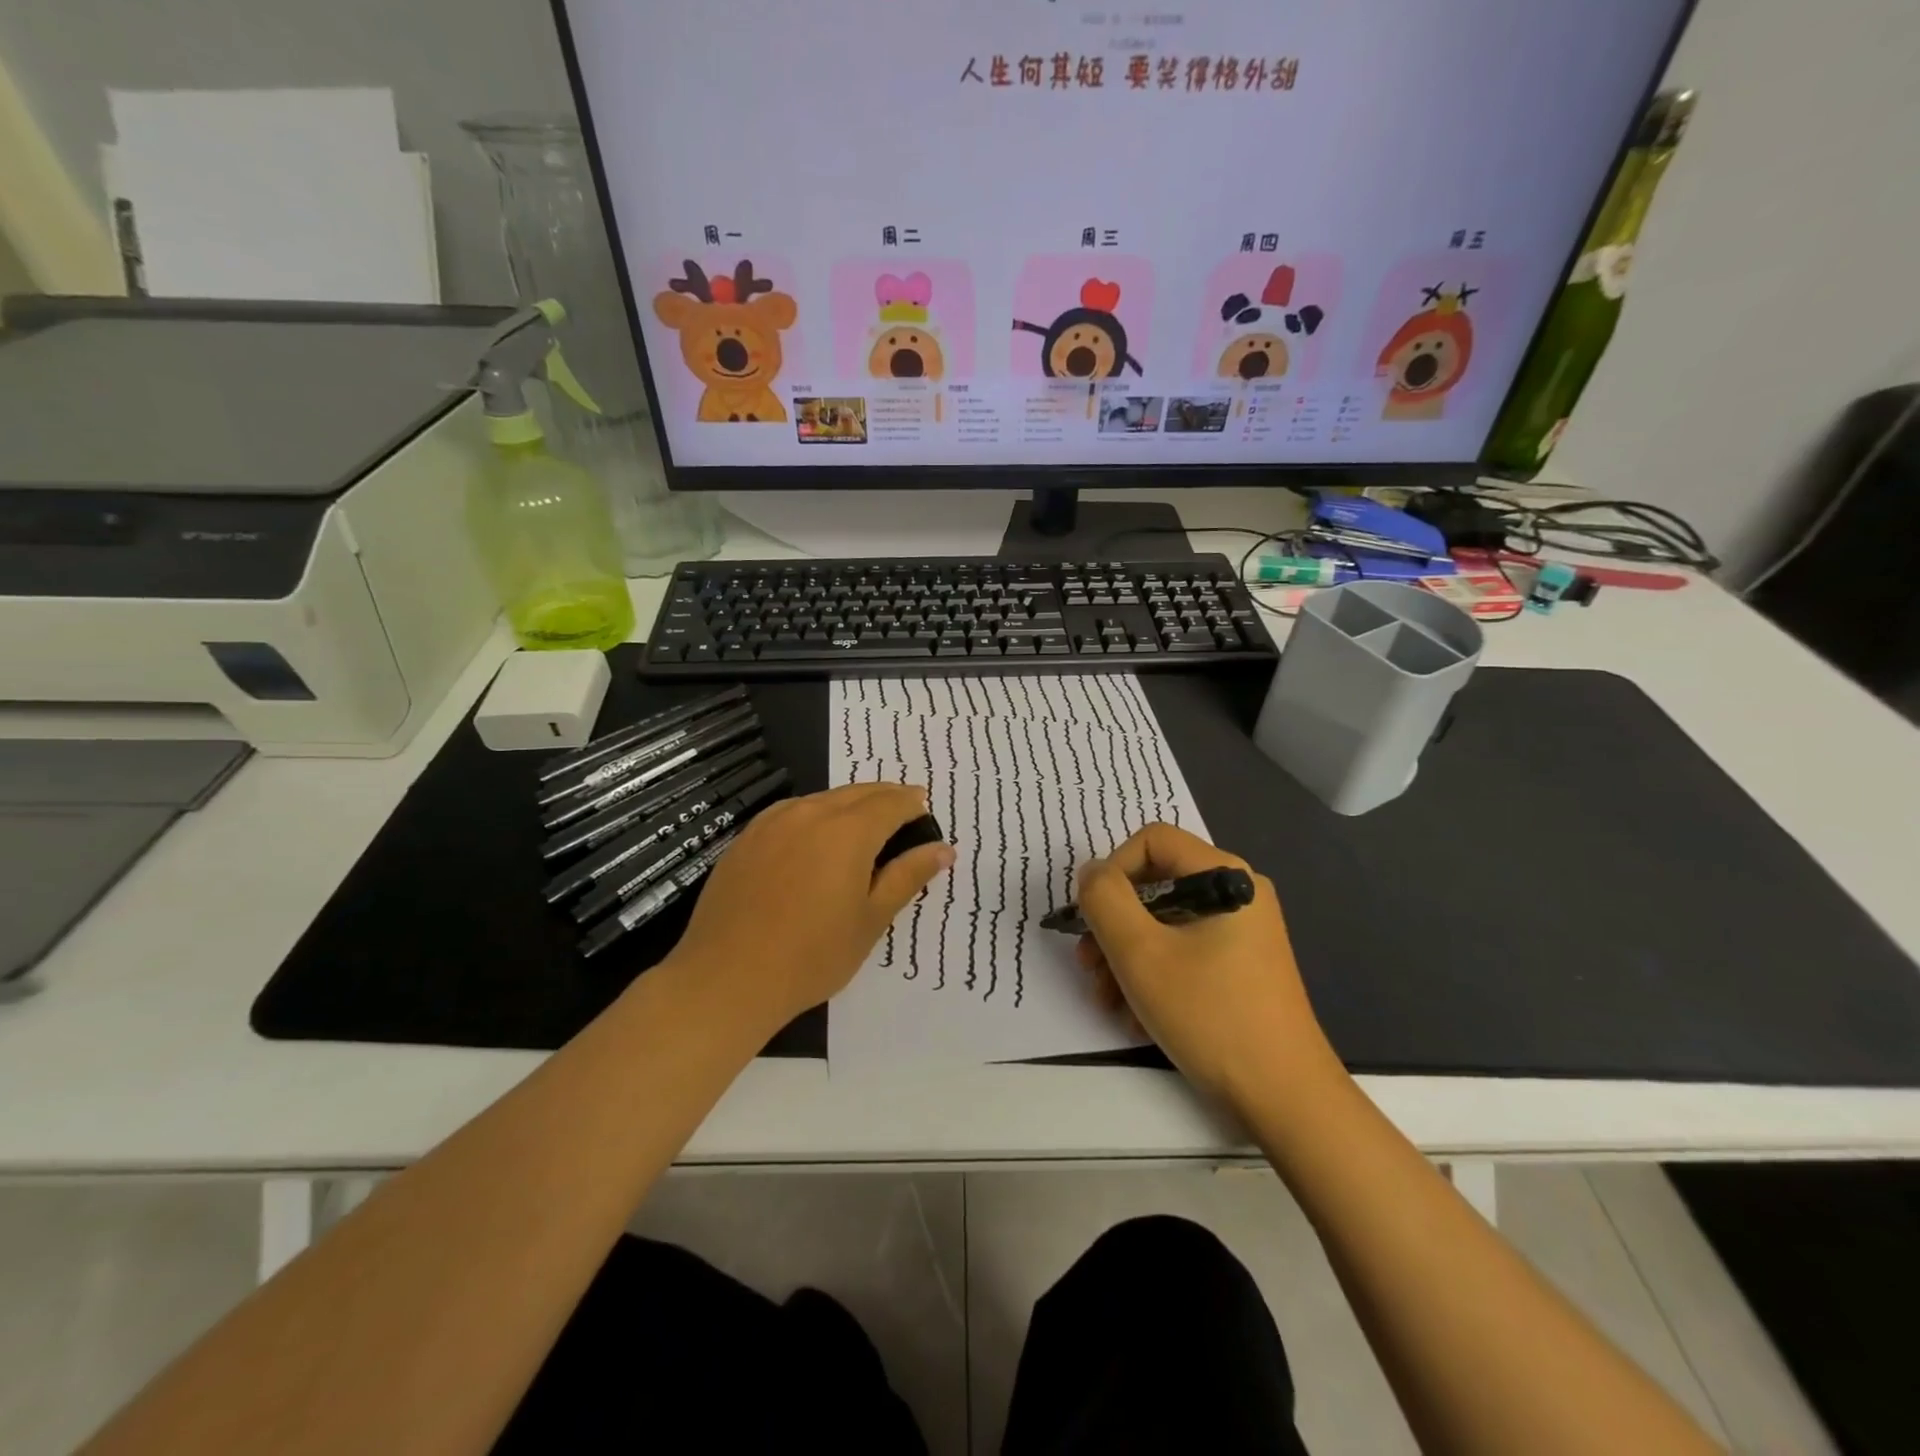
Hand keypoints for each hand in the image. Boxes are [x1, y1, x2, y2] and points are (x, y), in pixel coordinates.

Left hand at [666, 783, 953, 1029]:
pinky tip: (815, 839)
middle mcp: (811, 813)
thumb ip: (908, 876)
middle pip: (859, 793)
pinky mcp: (747, 837)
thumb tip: (943, 849)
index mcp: (849, 831)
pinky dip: (815, 815)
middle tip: (902, 817)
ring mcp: (773, 822)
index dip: (913, 804)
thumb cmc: (812, 955)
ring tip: (863, 830)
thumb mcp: (871, 919)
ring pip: (824, 799)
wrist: (727, 978)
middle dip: (885, 799)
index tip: (924, 814)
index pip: (893, 802)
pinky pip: (792, 812)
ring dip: (850, 805)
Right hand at [1075, 823, 1340, 1109]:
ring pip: (1164, 924)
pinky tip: (1137, 1017)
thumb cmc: (1211, 1015)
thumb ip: (1105, 900)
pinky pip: (1184, 952)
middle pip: (1156, 885)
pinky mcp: (1240, 967)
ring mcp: (1242, 933)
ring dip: (1126, 957)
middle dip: (1113, 925)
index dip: (1112, 870)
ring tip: (1107, 1000)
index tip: (1091, 917)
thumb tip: (1092, 872)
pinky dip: (1154, 976)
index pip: (1152, 840)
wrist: (1285, 1099)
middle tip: (1088, 965)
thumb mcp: (1140, 953)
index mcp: (1225, 876)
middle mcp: (1238, 894)